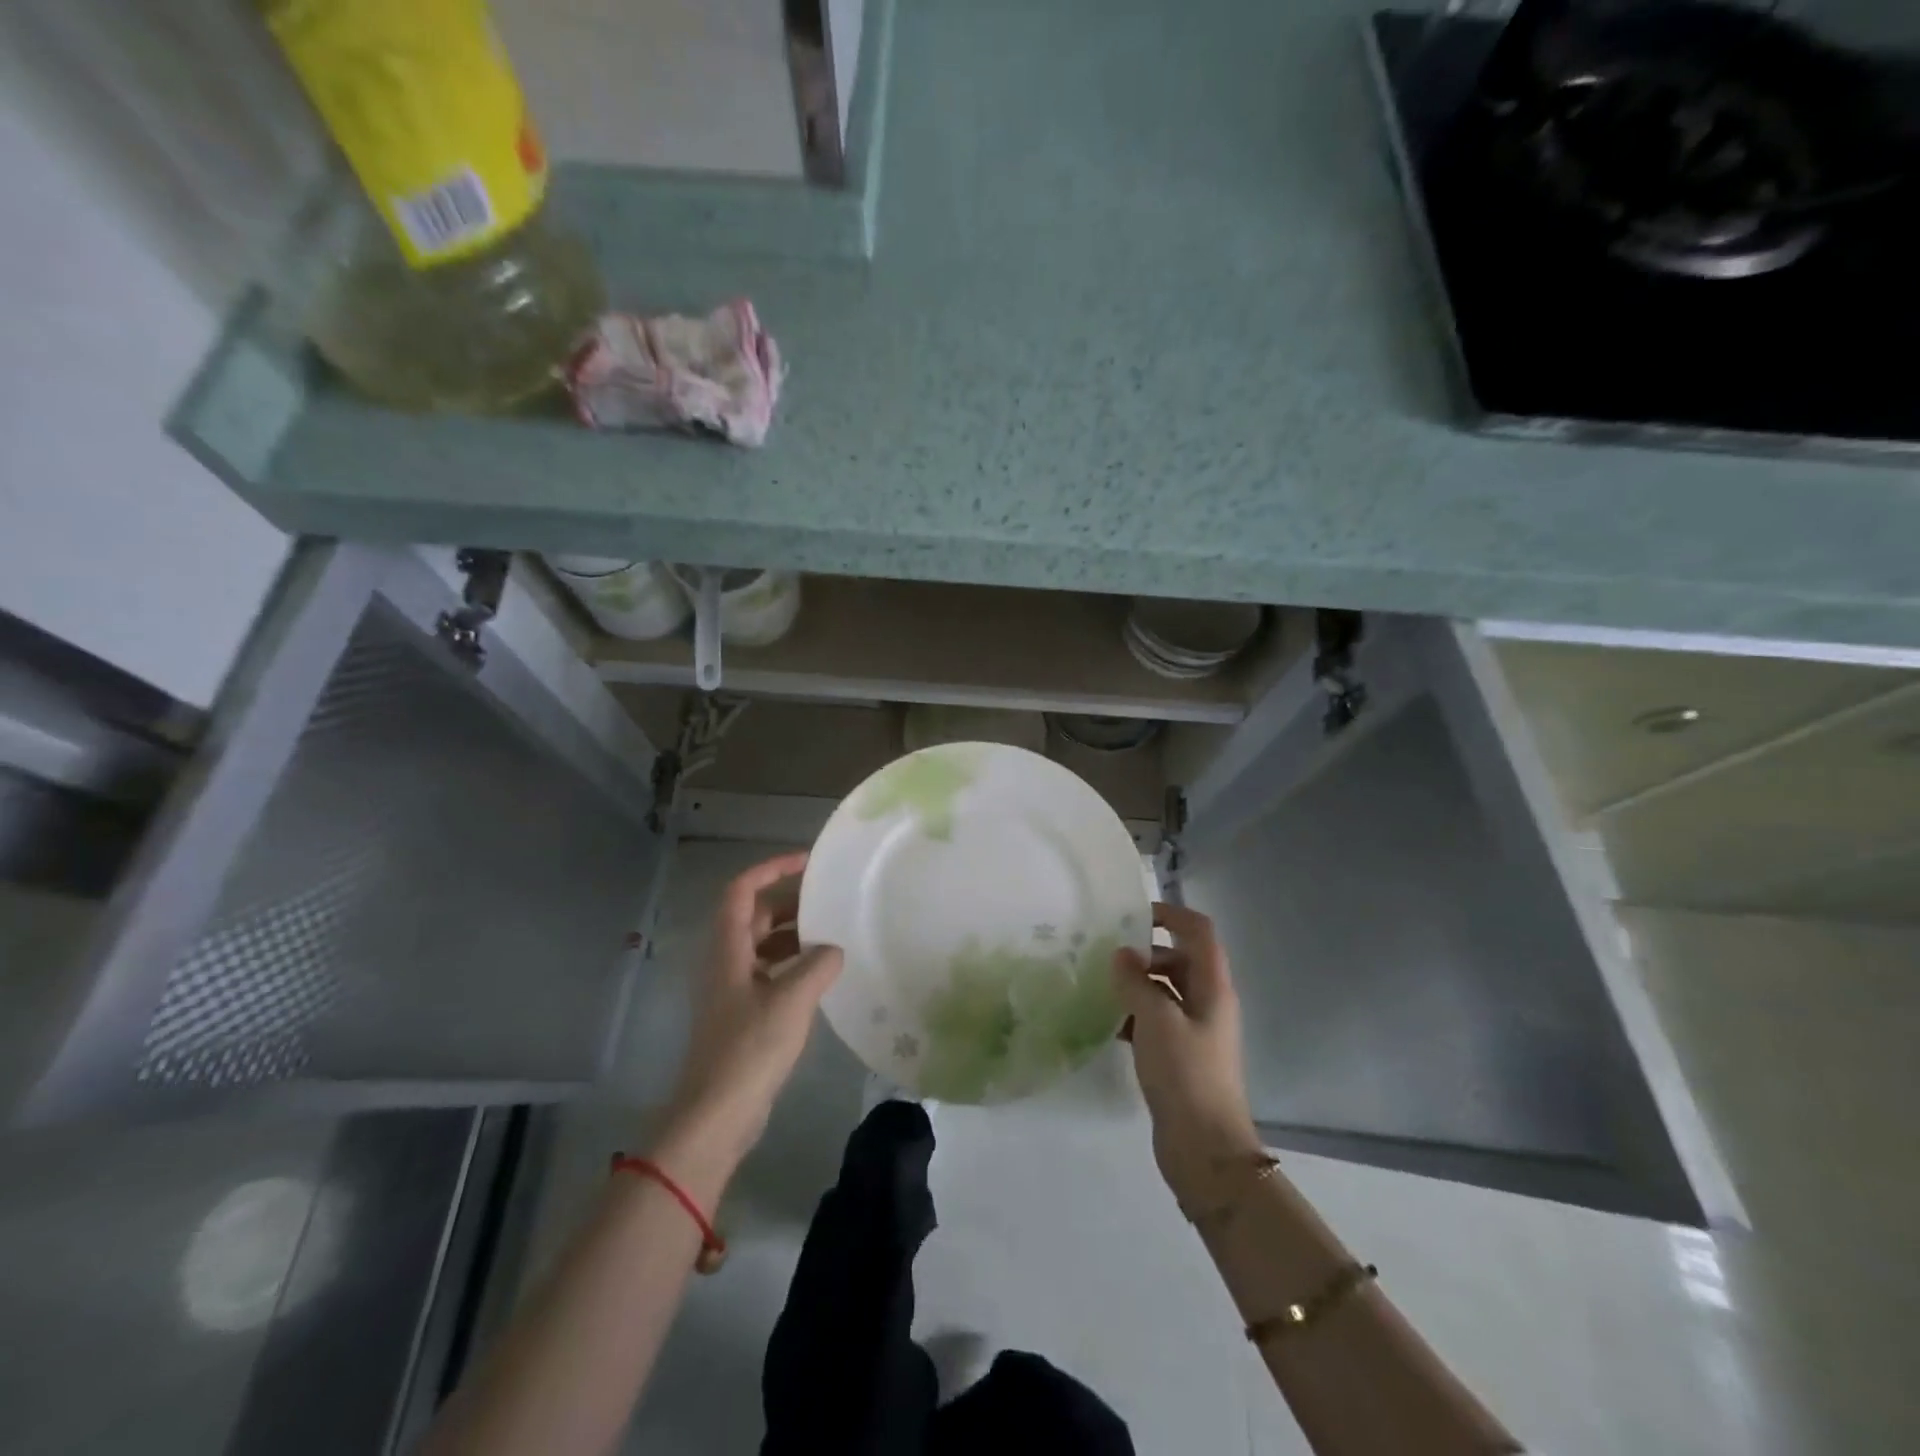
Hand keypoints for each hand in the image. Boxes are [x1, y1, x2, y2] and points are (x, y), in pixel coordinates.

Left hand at [652, 851, 842, 1202]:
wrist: (716, 1114)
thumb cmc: (749, 1049)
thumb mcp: (792, 1000)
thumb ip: (818, 965)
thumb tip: (833, 949)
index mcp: (727, 949)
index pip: (741, 890)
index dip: (771, 868)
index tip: (807, 862)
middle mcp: (725, 961)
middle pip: (753, 915)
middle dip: (789, 902)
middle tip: (829, 900)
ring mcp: (731, 989)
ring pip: (762, 945)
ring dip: (793, 935)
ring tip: (832, 934)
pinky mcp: (741, 1014)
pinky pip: (768, 972)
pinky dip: (792, 964)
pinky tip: (821, 975)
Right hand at [1113, 902, 1263, 1205]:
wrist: (1205, 1150)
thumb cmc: (1185, 1075)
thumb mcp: (1156, 1020)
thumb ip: (1136, 981)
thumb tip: (1121, 954)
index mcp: (1212, 987)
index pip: (1199, 931)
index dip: (1171, 914)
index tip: (1133, 915)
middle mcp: (1208, 1003)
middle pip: (1180, 959)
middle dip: (1146, 952)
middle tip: (1107, 957)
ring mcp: (1195, 1031)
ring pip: (1165, 991)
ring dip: (1137, 984)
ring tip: (1101, 987)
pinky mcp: (1180, 1057)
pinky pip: (1156, 1021)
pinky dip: (1135, 1015)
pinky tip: (1107, 1024)